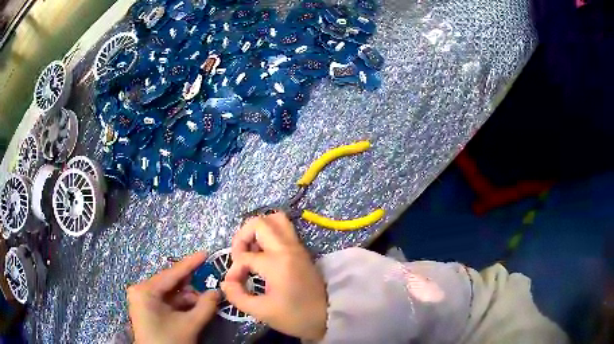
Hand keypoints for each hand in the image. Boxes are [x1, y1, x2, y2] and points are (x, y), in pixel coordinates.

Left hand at [127, 252, 219, 343]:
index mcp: (145, 291)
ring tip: (205, 301)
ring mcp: (143, 299)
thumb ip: (205, 307)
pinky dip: (181, 304)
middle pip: (170, 283)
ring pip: (170, 293)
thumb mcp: (189, 325)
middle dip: (191, 285)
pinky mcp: (147, 308)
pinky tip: (195, 307)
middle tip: (209, 283)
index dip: (190, 264)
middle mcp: (141, 290)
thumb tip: (217, 292)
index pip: (171, 274)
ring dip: (188, 297)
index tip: (205, 253)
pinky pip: (166, 301)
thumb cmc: (169, 342)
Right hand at [221, 212, 327, 340]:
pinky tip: (263, 254)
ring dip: (258, 230)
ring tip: (250, 250)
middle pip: (259, 222)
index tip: (234, 285)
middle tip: (238, 255)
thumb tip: (225, 282)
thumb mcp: (262, 312)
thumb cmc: (295, 316)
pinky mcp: (301, 250)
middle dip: (242, 236)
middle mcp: (287, 248)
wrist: (328, 316)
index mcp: (277, 262)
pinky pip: (283, 230)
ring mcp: (296, 246)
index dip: (234, 271)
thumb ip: (237, 296)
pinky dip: (269, 234)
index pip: (244, 256)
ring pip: (275, 219)